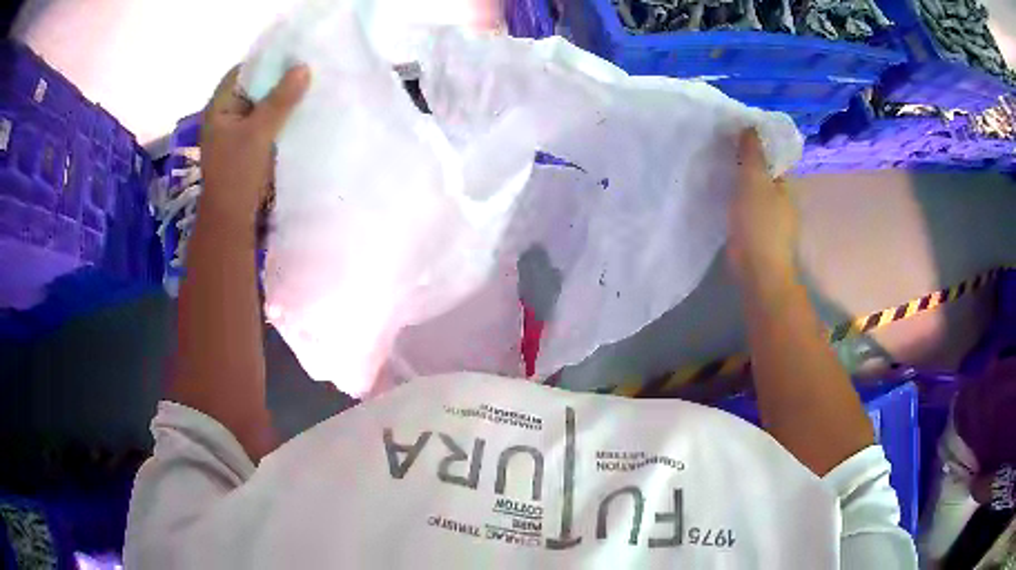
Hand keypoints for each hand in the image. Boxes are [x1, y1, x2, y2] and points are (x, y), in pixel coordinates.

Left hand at [199, 64, 310, 232]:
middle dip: (277, 78)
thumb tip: (303, 67)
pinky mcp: (247, 146)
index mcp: (219, 107)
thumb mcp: (259, 132)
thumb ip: (280, 100)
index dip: (266, 60)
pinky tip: (299, 111)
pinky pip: (265, 122)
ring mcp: (236, 132)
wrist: (232, 218)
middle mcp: (226, 115)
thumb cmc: (237, 173)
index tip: (293, 53)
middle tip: (306, 67)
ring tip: (308, 86)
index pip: (242, 71)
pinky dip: (280, 115)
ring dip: (281, 98)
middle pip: (253, 87)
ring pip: (261, 105)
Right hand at [727, 129, 799, 288]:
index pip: (773, 158)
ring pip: (752, 191)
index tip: (734, 134)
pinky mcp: (755, 233)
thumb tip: (751, 125)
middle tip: (720, 148)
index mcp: (785, 186)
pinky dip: (734, 199)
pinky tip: (719, 194)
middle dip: (745, 162)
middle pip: (762, 174)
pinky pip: (744, 207)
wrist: (757, 271)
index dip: (756, 144)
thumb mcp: (754, 181)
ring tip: (715, 167)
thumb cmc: (760, 224)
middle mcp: (780, 200)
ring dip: (739, 181)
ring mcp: (769, 219)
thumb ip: (752, 154)